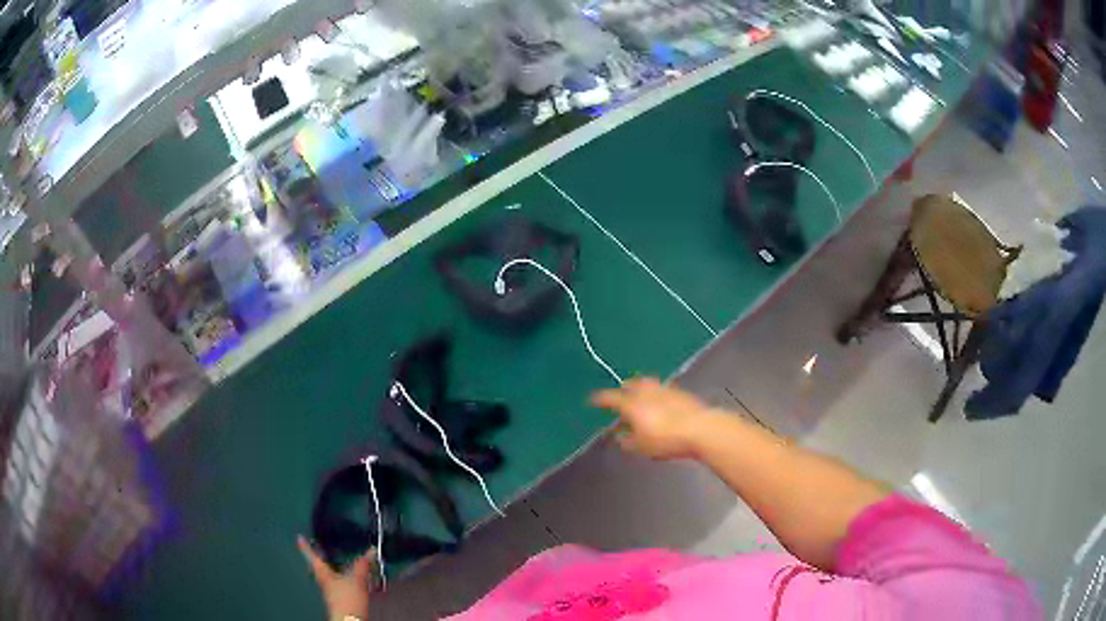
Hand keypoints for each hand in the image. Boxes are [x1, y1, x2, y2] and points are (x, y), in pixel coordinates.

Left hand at [298, 536, 372, 619]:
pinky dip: (345, 577)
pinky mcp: (340, 597)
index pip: (311, 556)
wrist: (350, 620)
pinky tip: (353, 578)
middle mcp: (324, 580)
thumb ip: (362, 564)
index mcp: (322, 572)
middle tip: (321, 549)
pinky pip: (340, 583)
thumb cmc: (347, 599)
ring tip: (342, 562)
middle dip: (322, 557)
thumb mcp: (356, 579)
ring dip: (335, 567)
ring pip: (330, 574)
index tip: (299, 538)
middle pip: (320, 565)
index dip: (306, 546)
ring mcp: (331, 590)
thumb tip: (370, 551)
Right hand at [590, 377, 715, 459]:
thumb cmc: (666, 440)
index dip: (600, 399)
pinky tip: (660, 403)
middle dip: (623, 389)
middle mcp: (646, 392)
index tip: (593, 400)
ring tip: (640, 397)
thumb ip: (627, 442)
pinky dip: (656, 394)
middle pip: (631, 385)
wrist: (701, 429)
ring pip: (648, 384)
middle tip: (620, 396)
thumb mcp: (641, 447)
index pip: (610, 398)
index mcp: (632, 404)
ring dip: (640, 389)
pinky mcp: (681, 392)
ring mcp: (665, 389)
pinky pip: (662, 389)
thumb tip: (620, 437)